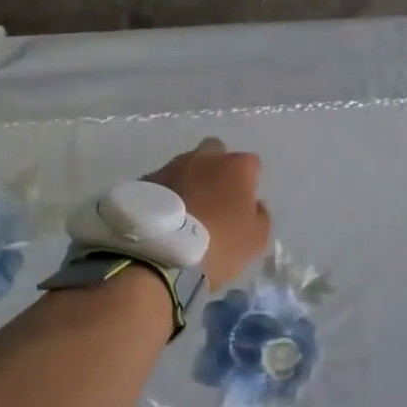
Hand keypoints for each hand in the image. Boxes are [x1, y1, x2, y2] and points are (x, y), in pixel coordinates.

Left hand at [145, 138, 270, 288]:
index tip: (243, 204)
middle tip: (215, 198)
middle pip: (215, 152)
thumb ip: (260, 216)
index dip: (249, 183)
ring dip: (189, 181)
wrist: (161, 254)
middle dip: (217, 169)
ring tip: (186, 211)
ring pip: (186, 165)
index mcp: (236, 166)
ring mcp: (171, 166)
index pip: (251, 164)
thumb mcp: (256, 240)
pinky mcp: (145, 181)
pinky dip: (167, 193)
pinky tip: (165, 217)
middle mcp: (204, 157)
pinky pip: (163, 182)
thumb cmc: (219, 245)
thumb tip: (255, 205)